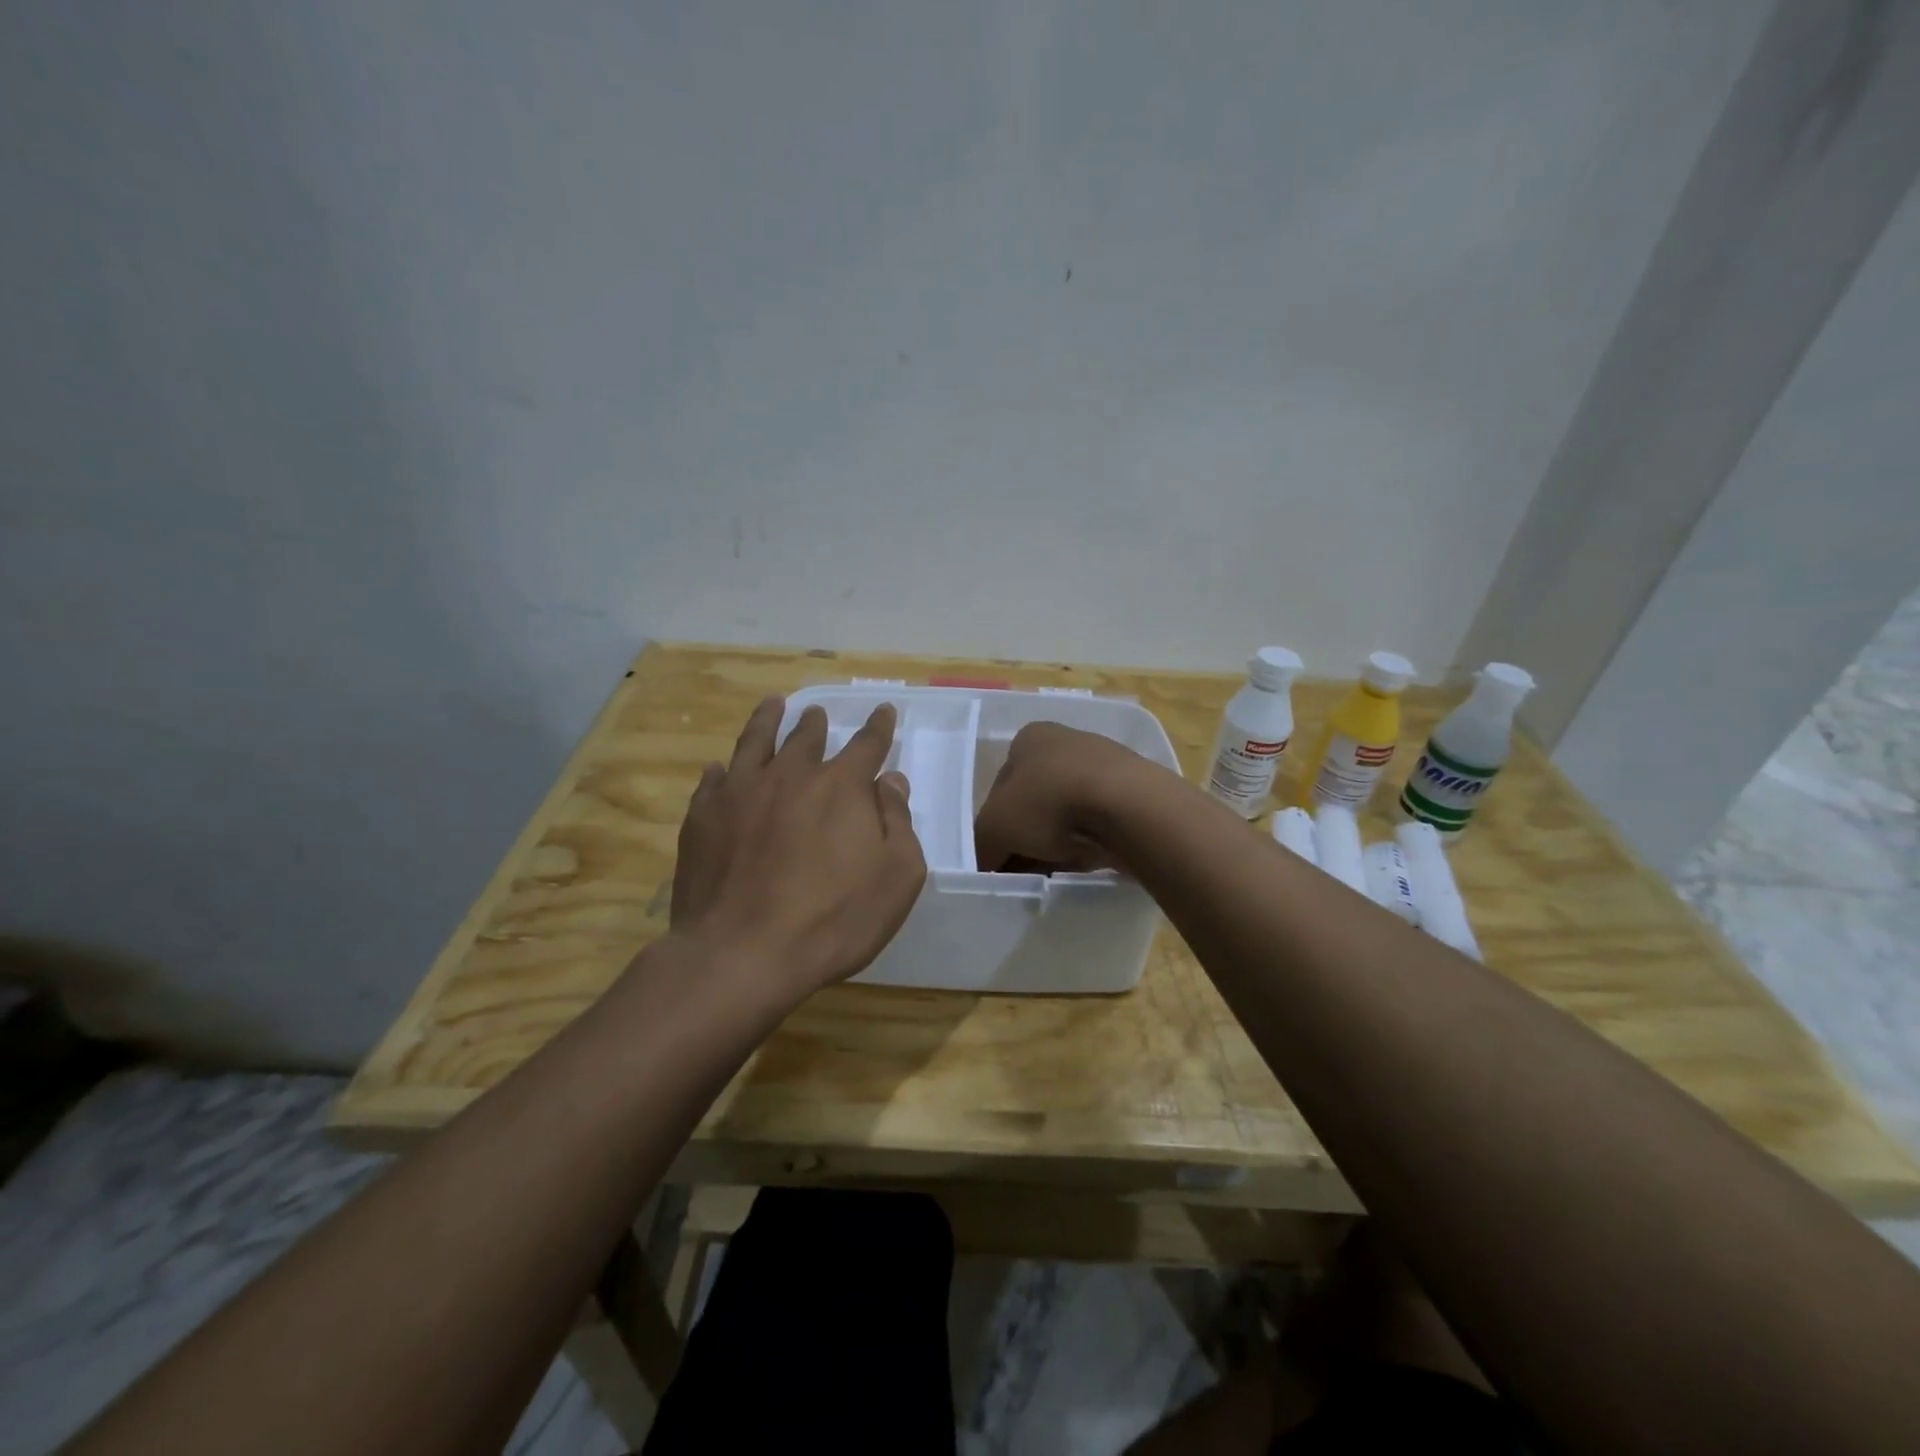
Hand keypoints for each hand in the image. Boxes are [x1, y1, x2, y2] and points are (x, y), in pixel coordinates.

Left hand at [669, 697, 926, 1004]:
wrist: (743, 954)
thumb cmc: (834, 920)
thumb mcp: (896, 877)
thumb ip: (898, 822)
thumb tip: (891, 781)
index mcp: (841, 786)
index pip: (867, 744)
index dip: (878, 727)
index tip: (883, 710)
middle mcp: (790, 776)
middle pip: (806, 737)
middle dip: (816, 722)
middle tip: (817, 713)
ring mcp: (740, 793)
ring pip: (755, 742)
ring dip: (767, 720)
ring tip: (772, 705)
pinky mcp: (703, 818)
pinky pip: (712, 781)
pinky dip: (721, 771)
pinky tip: (719, 769)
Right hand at [973, 721, 1161, 872]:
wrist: (1128, 808)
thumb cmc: (1049, 803)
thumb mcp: (994, 828)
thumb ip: (982, 847)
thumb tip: (985, 865)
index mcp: (1030, 738)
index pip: (1000, 785)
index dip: (995, 823)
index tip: (998, 856)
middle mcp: (1066, 743)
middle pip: (1034, 802)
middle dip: (1026, 837)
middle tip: (1021, 870)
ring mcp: (1102, 767)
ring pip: (1066, 815)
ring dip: (1055, 844)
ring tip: (1051, 872)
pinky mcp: (1131, 794)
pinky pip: (1097, 825)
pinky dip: (1086, 845)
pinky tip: (1082, 864)